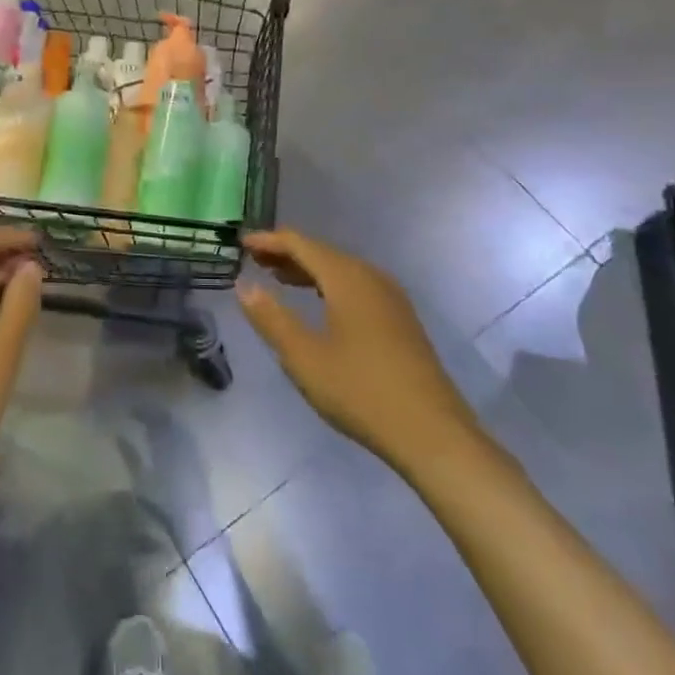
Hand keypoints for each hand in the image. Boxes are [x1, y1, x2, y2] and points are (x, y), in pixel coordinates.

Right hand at [237, 228, 483, 478]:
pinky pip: (356, 286)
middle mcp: (370, 276)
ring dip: (307, 270)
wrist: (433, 433)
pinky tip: (319, 304)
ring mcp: (390, 297)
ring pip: (341, 270)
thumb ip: (271, 318)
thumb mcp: (304, 357)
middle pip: (322, 252)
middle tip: (254, 260)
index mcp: (347, 277)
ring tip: (278, 278)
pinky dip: (328, 285)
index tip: (241, 243)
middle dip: (287, 253)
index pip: (300, 244)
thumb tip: (243, 285)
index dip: (269, 241)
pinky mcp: (400, 319)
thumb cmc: (360, 391)